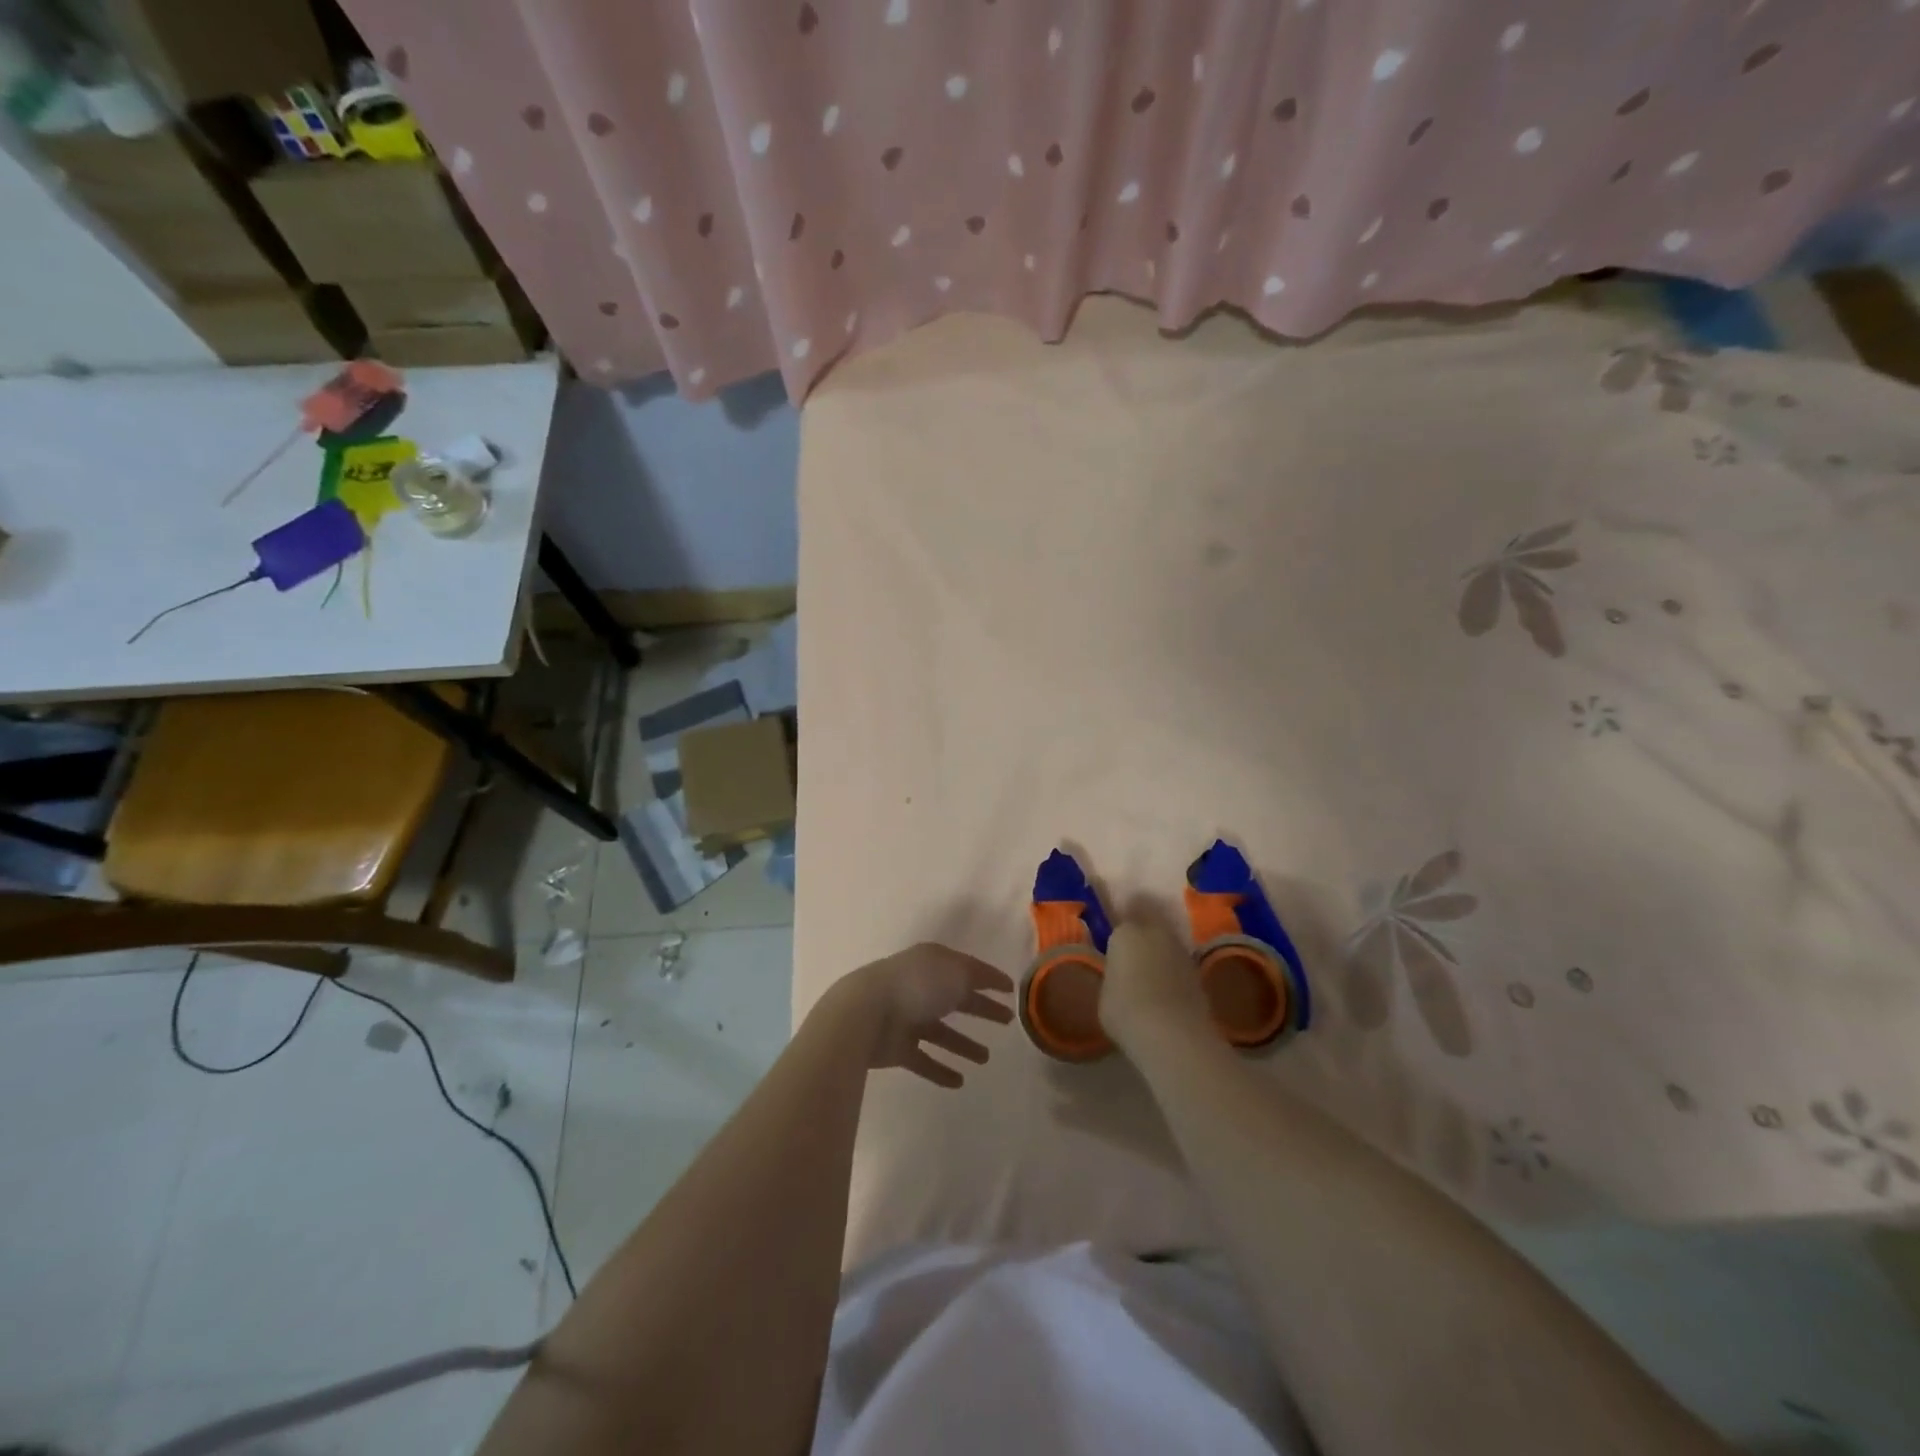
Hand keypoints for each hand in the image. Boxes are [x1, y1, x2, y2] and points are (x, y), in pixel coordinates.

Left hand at [826, 943, 1014, 1087]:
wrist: (865, 1014)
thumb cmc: (915, 986)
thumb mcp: (955, 973)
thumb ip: (976, 977)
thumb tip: (991, 982)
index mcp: (932, 963)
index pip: (967, 969)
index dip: (989, 979)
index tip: (1011, 991)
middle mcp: (920, 987)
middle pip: (957, 999)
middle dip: (981, 1009)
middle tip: (1007, 1022)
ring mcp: (907, 1018)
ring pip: (941, 1032)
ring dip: (963, 1045)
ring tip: (986, 1059)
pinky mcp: (897, 1047)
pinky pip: (924, 1060)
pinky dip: (940, 1070)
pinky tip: (959, 1081)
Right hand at [1099, 918, 1212, 1055]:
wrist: (1171, 1033)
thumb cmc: (1125, 1010)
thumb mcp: (1105, 993)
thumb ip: (1114, 977)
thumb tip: (1121, 977)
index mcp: (1125, 932)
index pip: (1121, 925)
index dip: (1118, 941)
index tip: (1115, 955)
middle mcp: (1156, 932)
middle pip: (1148, 928)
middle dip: (1143, 940)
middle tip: (1133, 962)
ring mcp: (1182, 951)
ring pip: (1167, 947)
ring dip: (1162, 957)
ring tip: (1151, 980)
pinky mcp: (1200, 973)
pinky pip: (1180, 968)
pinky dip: (1175, 976)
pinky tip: (1168, 995)